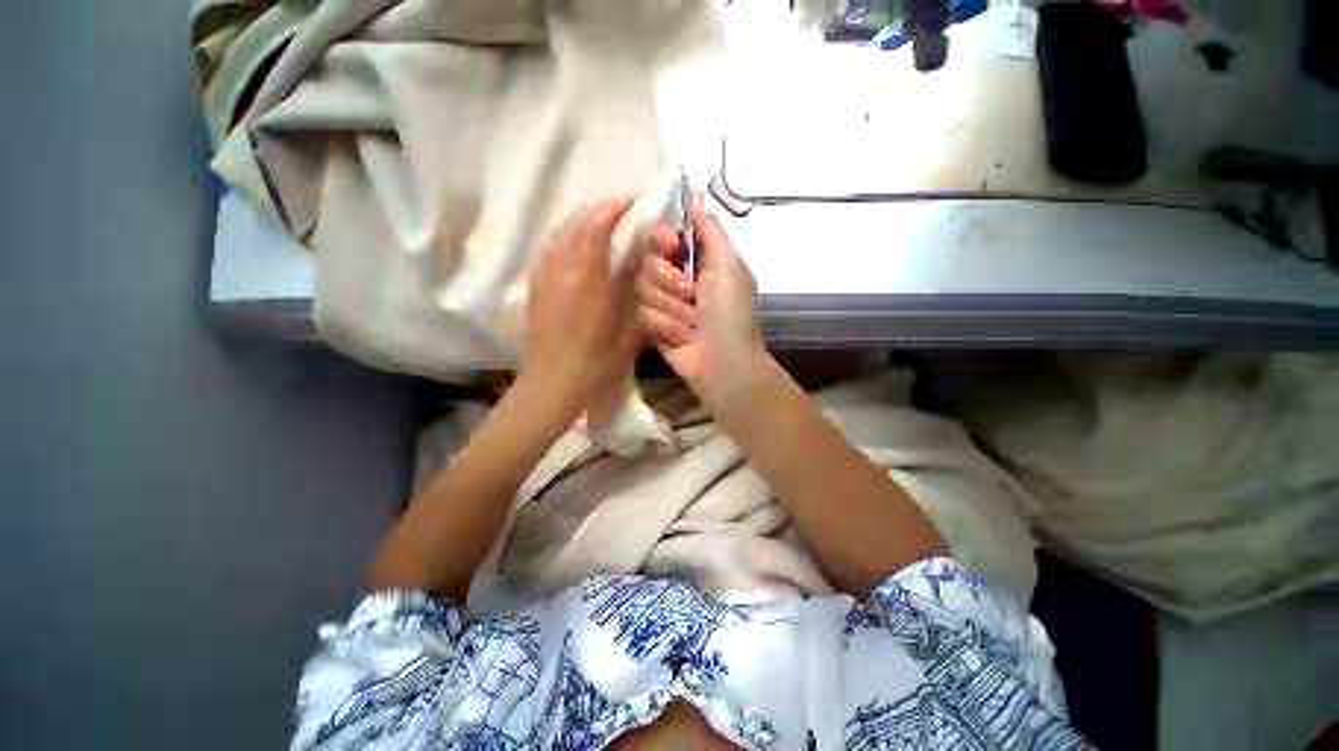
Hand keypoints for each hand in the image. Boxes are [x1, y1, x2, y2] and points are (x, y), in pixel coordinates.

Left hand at [523, 197, 640, 412]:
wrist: (553, 381)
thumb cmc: (596, 359)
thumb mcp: (625, 325)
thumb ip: (631, 289)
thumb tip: (640, 261)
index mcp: (586, 277)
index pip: (597, 227)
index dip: (612, 209)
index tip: (629, 201)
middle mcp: (561, 269)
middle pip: (574, 225)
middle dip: (595, 211)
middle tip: (615, 211)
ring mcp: (543, 277)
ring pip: (558, 236)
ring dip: (578, 224)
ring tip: (596, 225)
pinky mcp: (534, 288)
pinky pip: (549, 252)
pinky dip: (564, 242)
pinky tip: (575, 251)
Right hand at [636, 195, 767, 408]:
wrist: (722, 360)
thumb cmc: (730, 311)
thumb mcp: (727, 264)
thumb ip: (710, 229)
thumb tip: (695, 195)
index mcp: (695, 259)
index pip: (662, 235)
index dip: (663, 240)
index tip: (671, 247)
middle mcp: (674, 277)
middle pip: (647, 260)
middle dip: (669, 279)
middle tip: (691, 294)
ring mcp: (661, 302)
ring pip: (643, 288)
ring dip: (672, 307)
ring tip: (693, 322)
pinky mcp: (651, 325)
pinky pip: (643, 313)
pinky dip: (667, 325)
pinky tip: (682, 337)